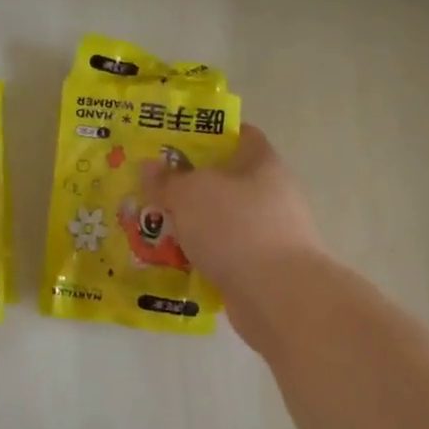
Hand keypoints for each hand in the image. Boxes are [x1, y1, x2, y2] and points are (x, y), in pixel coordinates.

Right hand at [141, 126, 327, 347]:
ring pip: (222, 220)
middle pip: (225, 181)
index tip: (173, 144)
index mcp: (261, 162)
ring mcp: (270, 233)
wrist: (277, 294)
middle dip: (189, 187)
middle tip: (152, 191)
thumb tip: (151, 166)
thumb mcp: (189, 194)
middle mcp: (271, 193)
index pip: (239, 134)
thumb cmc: (235, 228)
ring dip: (193, 226)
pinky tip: (174, 264)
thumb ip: (167, 179)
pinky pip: (224, 254)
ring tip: (154, 230)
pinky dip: (202, 257)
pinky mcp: (263, 267)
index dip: (207, 134)